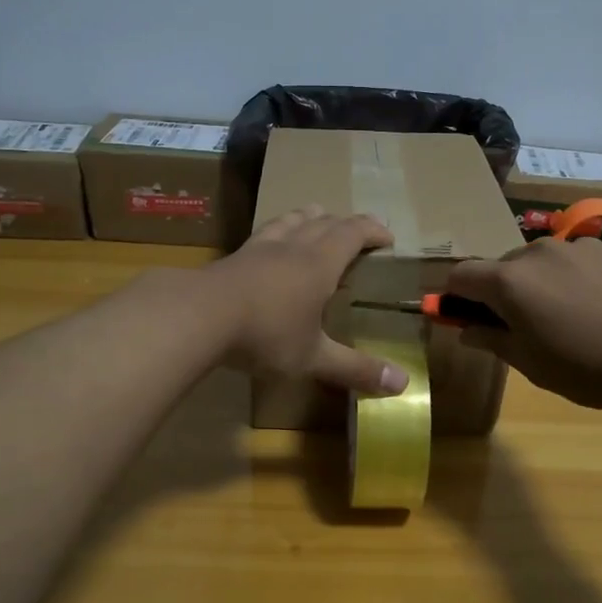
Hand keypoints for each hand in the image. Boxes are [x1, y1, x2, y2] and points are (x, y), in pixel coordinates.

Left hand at [204, 207, 407, 396]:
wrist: (199, 317)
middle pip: (325, 222)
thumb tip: (402, 386)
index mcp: (320, 263)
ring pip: (291, 220)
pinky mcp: (234, 257)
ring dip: (310, 217)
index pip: (353, 233)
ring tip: (317, 218)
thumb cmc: (265, 334)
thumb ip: (355, 369)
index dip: (373, 230)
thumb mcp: (313, 357)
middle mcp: (293, 247)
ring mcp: (260, 248)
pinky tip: (269, 242)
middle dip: (346, 223)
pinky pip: (263, 233)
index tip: (387, 236)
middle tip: (358, 231)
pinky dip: (278, 230)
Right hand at [444, 238, 601, 410]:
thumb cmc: (590, 368)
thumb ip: (494, 340)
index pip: (461, 275)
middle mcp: (540, 252)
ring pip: (547, 262)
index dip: (456, 296)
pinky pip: (585, 261)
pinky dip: (582, 280)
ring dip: (545, 284)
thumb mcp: (533, 365)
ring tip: (576, 319)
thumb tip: (467, 329)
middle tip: (526, 327)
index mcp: (511, 281)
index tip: (465, 317)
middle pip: (505, 266)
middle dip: (505, 292)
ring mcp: (583, 245)